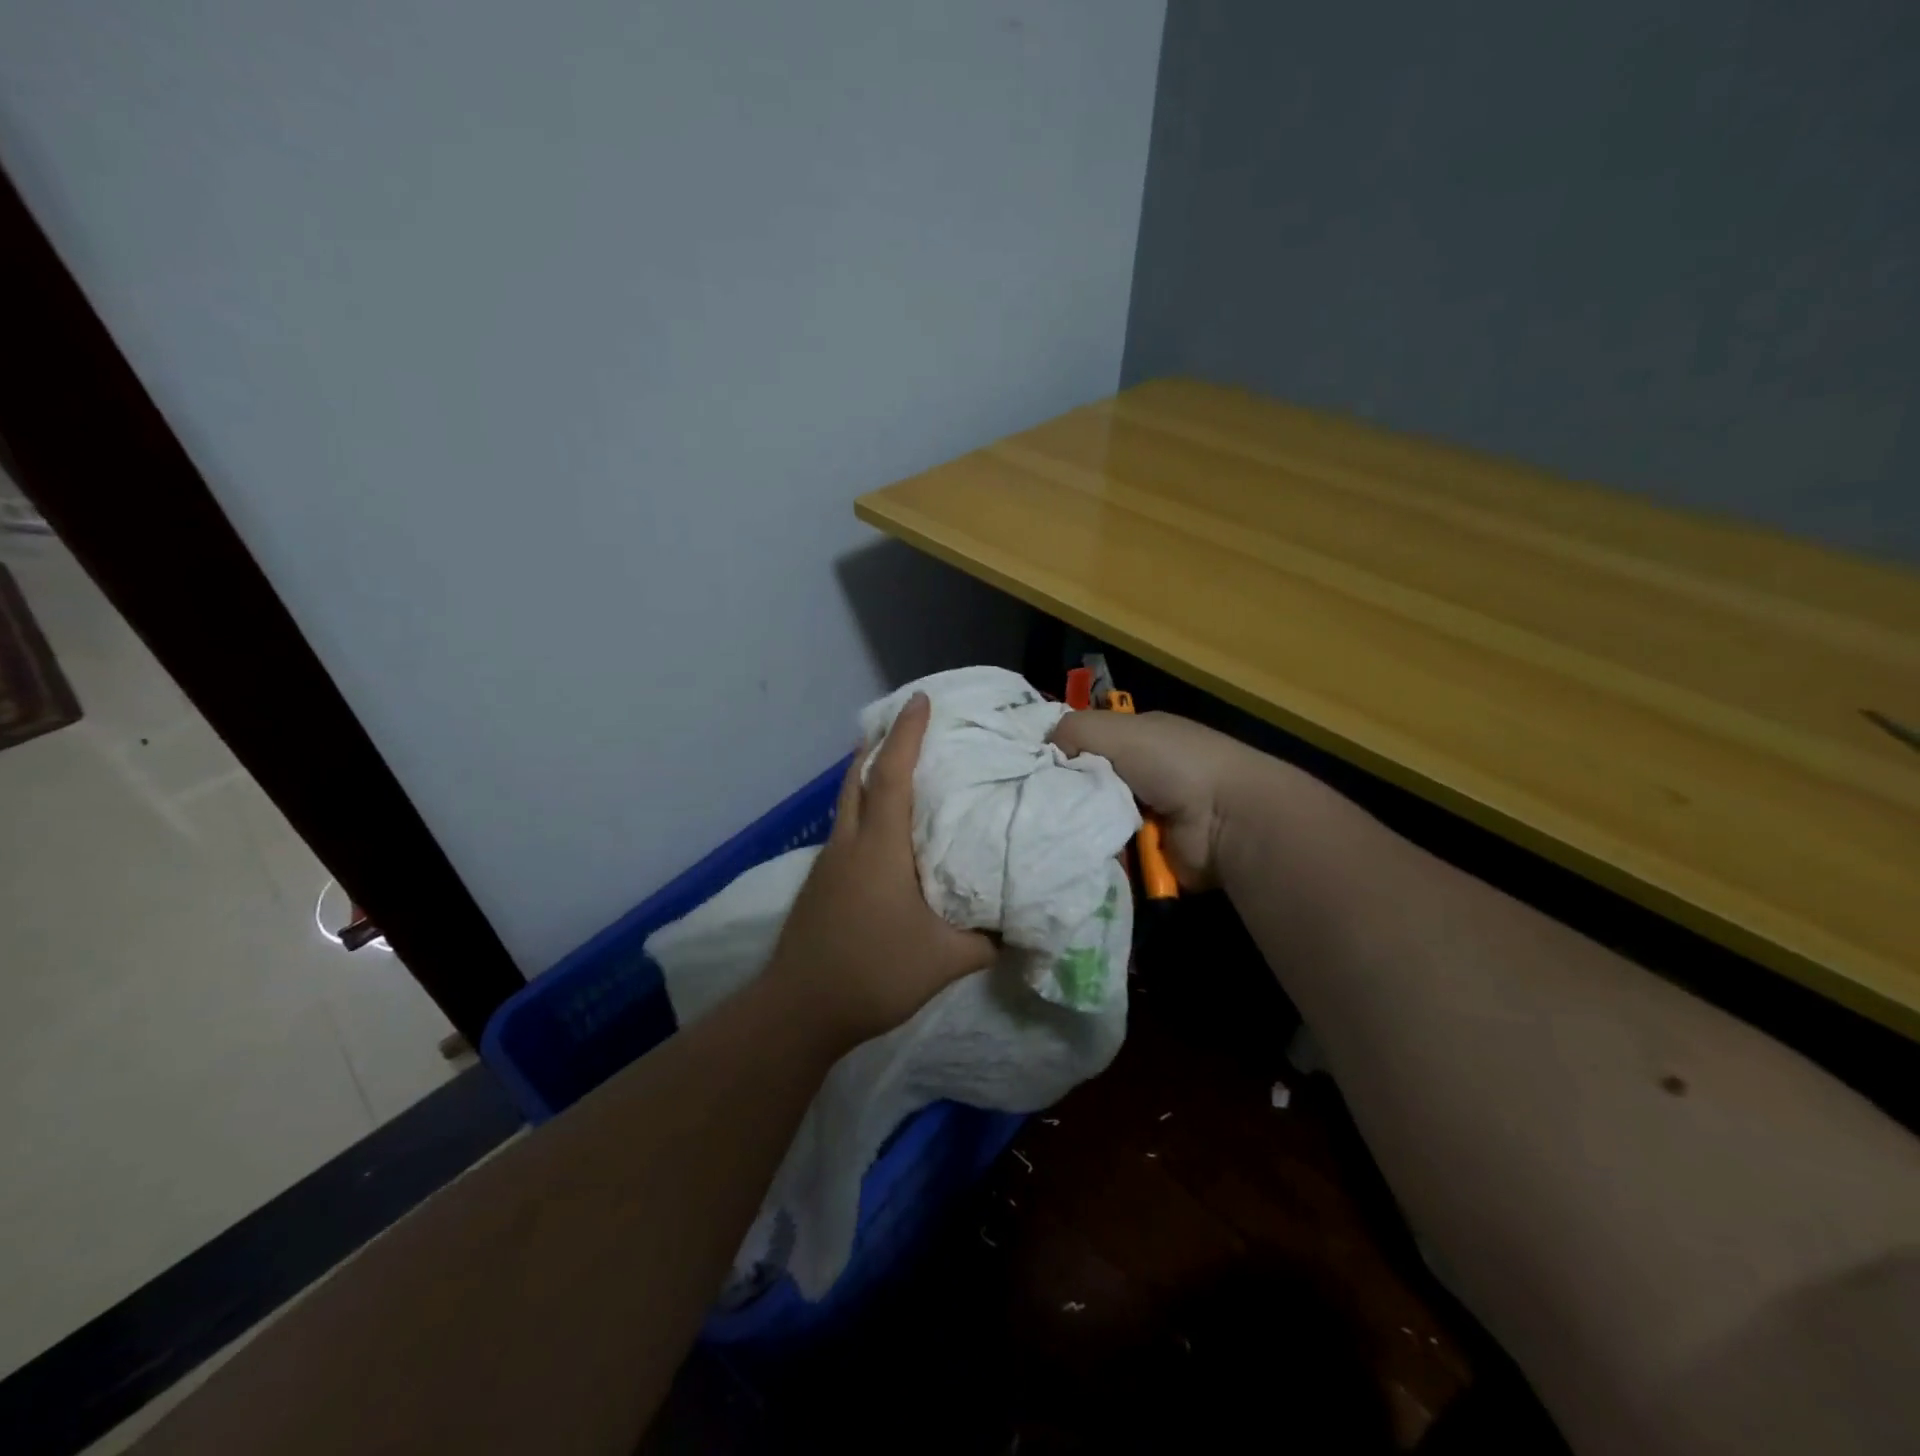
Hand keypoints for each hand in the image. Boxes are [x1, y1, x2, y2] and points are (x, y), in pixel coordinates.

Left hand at [764, 692, 995, 1046]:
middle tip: (903, 723)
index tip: (920, 700)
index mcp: (879, 848)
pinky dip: (861, 811)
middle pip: (856, 778)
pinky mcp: (819, 885)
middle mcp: (848, 844)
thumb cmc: (873, 972)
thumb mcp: (945, 961)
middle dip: (878, 744)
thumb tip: (1017, 927)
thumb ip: (986, 940)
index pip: (891, 775)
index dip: (906, 734)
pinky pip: (844, 830)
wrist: (798, 1009)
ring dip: (865, 776)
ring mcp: (828, 864)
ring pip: (845, 804)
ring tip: (892, 766)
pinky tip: (880, 833)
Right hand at [1050, 709, 1270, 889]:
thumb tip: (1044, 750)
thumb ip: (1074, 729)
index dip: (1057, 751)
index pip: (1085, 741)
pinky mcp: (1145, 853)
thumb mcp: (1119, 729)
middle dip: (1061, 792)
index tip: (1025, 766)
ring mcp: (1144, 815)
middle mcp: (1140, 774)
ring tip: (1046, 830)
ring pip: (1090, 819)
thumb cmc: (1174, 763)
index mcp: (1138, 738)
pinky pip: (1105, 850)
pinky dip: (1092, 851)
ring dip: (1074, 825)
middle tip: (1030, 803)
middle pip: (1083, 783)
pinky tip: (1071, 850)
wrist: (1225, 820)